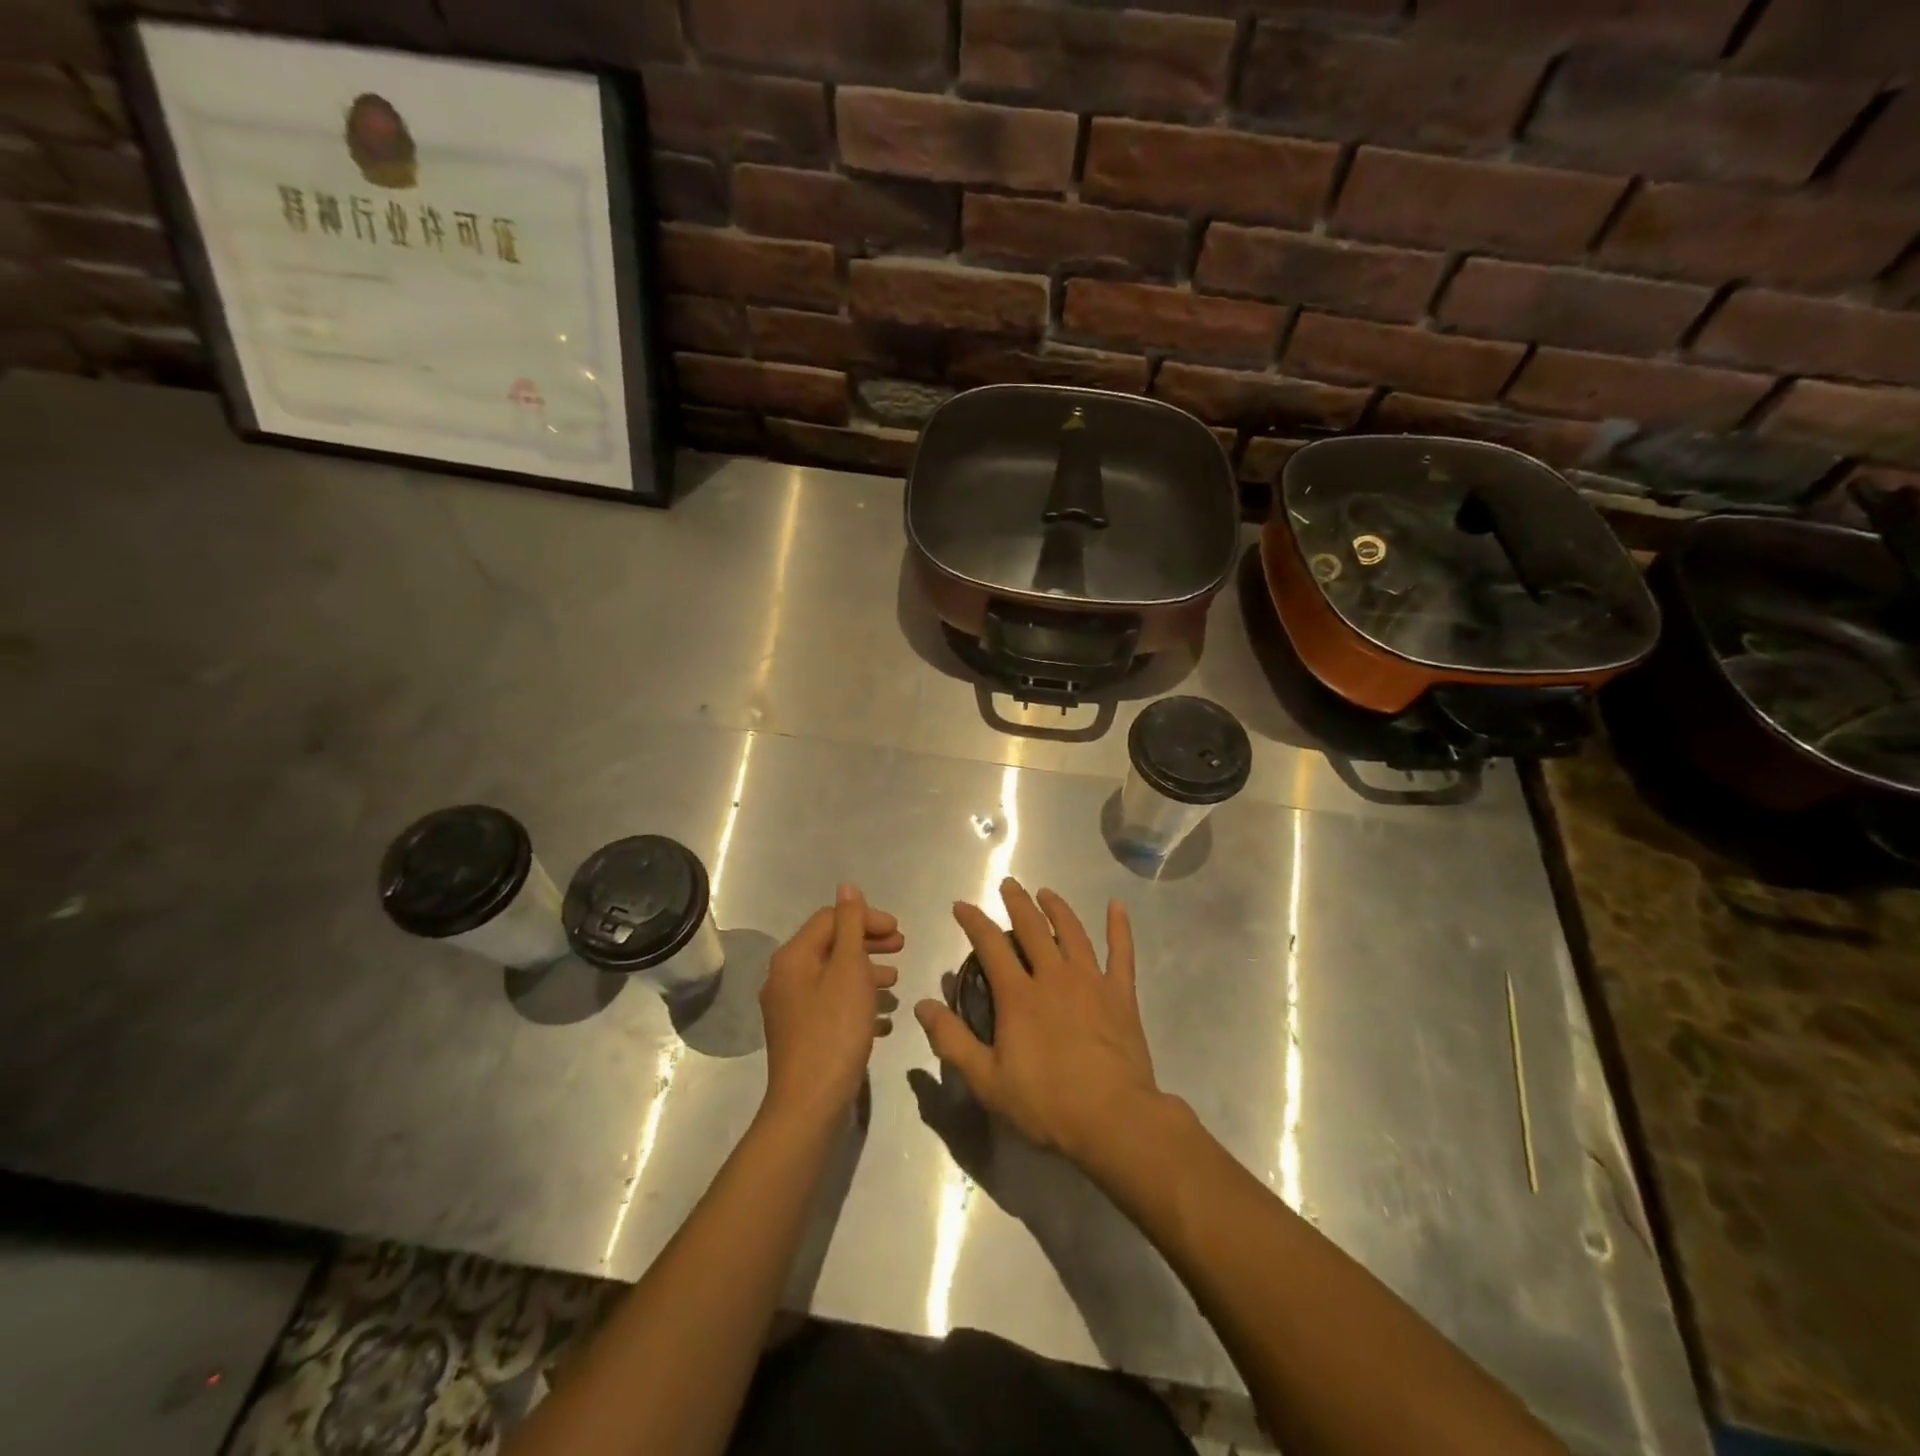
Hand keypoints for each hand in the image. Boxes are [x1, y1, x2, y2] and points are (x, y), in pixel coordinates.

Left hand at [760, 884, 901, 1126]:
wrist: (810, 1104)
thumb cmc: (835, 1030)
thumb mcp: (849, 970)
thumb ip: (851, 925)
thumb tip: (847, 886)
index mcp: (793, 957)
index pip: (830, 919)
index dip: (866, 918)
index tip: (899, 932)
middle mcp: (785, 978)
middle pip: (831, 946)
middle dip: (868, 944)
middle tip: (902, 948)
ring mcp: (790, 1009)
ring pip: (833, 977)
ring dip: (866, 973)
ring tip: (895, 983)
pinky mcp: (800, 1036)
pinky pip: (832, 1006)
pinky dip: (857, 1003)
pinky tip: (883, 1019)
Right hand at [914, 878, 1161, 1167]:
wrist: (1114, 1119)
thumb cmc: (1047, 1104)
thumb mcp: (987, 1081)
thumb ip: (952, 1041)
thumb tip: (922, 1005)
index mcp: (1019, 995)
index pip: (990, 945)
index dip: (974, 922)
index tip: (962, 905)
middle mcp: (1053, 977)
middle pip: (1032, 928)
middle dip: (1016, 903)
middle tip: (1008, 884)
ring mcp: (1091, 982)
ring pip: (1072, 932)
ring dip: (1057, 908)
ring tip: (1046, 893)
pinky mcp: (1121, 995)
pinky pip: (1121, 953)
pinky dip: (1119, 928)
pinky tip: (1117, 906)